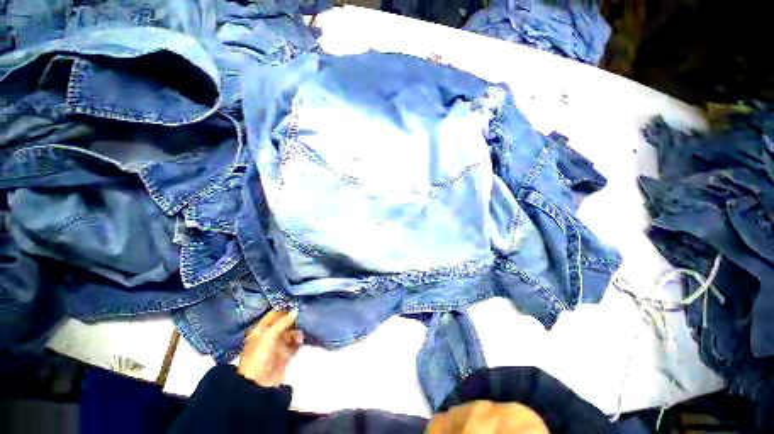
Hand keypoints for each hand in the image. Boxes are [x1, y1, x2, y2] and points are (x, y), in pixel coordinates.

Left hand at [237, 309, 303, 387]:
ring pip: (291, 333)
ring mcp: (278, 345)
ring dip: (297, 331)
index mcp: (261, 330)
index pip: (274, 315)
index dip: (284, 309)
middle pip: (284, 323)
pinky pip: (295, 344)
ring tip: (301, 335)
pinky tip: (301, 341)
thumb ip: (282, 322)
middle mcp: (269, 336)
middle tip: (305, 316)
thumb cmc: (259, 356)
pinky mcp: (285, 355)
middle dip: (294, 320)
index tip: (297, 304)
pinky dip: (299, 341)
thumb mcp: (268, 336)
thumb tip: (296, 310)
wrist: (258, 384)